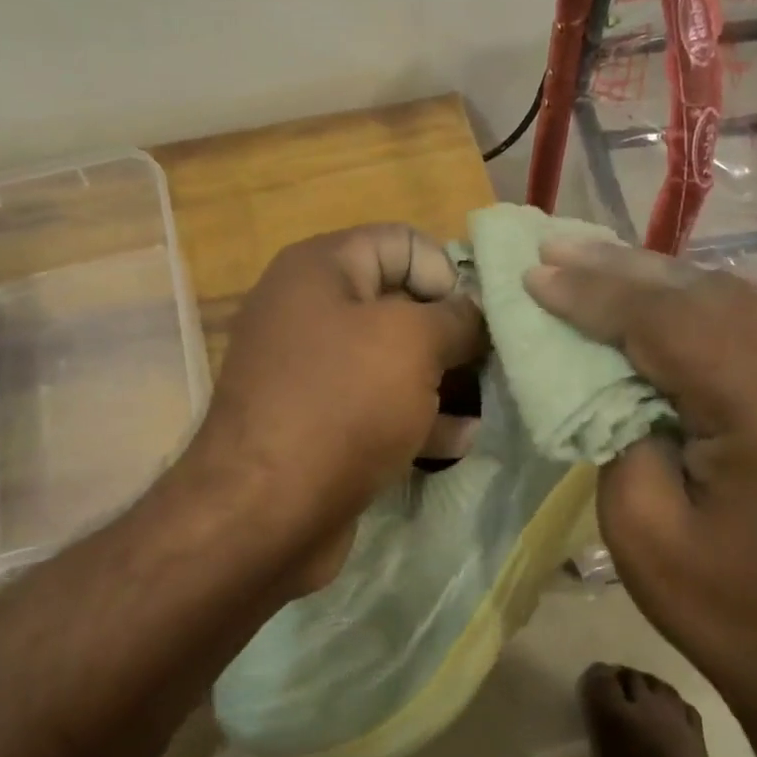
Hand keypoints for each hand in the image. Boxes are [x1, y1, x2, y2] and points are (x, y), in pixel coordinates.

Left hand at [184, 225, 485, 589]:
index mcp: (320, 269)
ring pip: (394, 360)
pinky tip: (460, 440)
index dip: (446, 272)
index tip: (475, 319)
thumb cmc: (342, 403)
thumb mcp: (413, 343)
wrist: (264, 514)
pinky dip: (418, 419)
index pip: (401, 242)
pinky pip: (378, 406)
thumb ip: (458, 317)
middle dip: (451, 333)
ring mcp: (312, 371)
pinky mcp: (319, 423)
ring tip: (486, 402)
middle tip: (492, 363)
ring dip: (442, 380)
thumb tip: (477, 312)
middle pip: (400, 303)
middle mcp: (310, 310)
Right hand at [524, 241, 756, 715]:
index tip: (536, 271)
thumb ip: (618, 427)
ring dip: (664, 280)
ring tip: (599, 261)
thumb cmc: (727, 609)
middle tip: (558, 246)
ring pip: (742, 296)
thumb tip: (610, 367)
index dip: (595, 294)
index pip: (669, 321)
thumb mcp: (640, 528)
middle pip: (707, 294)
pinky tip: (668, 296)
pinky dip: (710, 303)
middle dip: (622, 270)